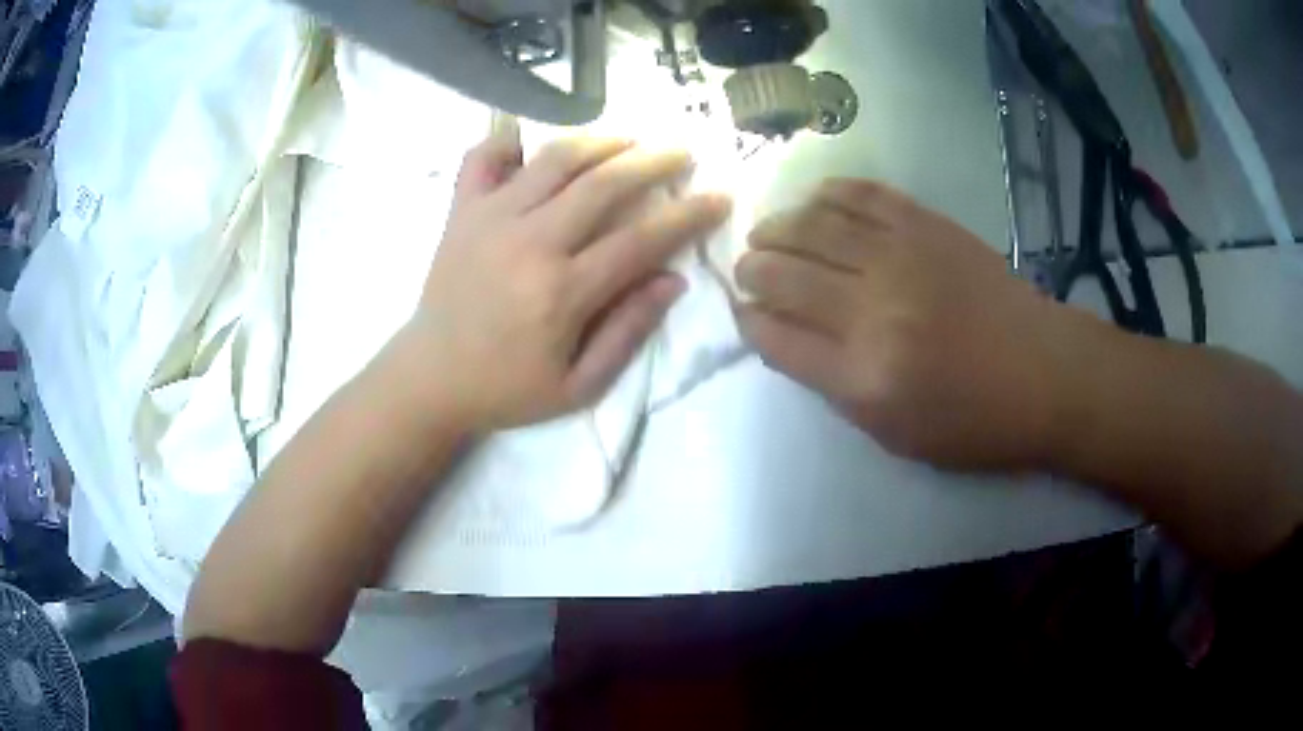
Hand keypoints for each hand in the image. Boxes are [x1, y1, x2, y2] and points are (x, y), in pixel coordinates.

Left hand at [396, 126, 730, 431]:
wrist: (429, 379)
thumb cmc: (506, 389)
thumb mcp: (577, 386)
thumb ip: (627, 332)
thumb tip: (673, 281)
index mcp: (562, 292)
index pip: (640, 240)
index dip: (687, 216)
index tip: (718, 197)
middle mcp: (530, 242)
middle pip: (604, 184)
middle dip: (653, 161)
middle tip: (682, 150)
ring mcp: (490, 219)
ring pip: (554, 159)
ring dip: (599, 140)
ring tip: (629, 136)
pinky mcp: (461, 212)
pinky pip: (482, 159)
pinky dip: (507, 141)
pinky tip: (529, 139)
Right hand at [735, 179, 1083, 470]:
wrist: (1043, 372)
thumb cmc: (972, 420)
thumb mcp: (895, 434)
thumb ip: (834, 386)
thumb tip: (786, 336)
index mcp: (863, 376)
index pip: (775, 337)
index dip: (748, 321)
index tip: (744, 313)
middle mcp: (873, 309)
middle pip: (782, 275)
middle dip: (750, 271)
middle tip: (747, 270)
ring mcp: (901, 256)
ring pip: (811, 225)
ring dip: (776, 227)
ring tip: (767, 233)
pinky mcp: (926, 224)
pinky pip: (861, 195)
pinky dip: (827, 193)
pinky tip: (814, 201)